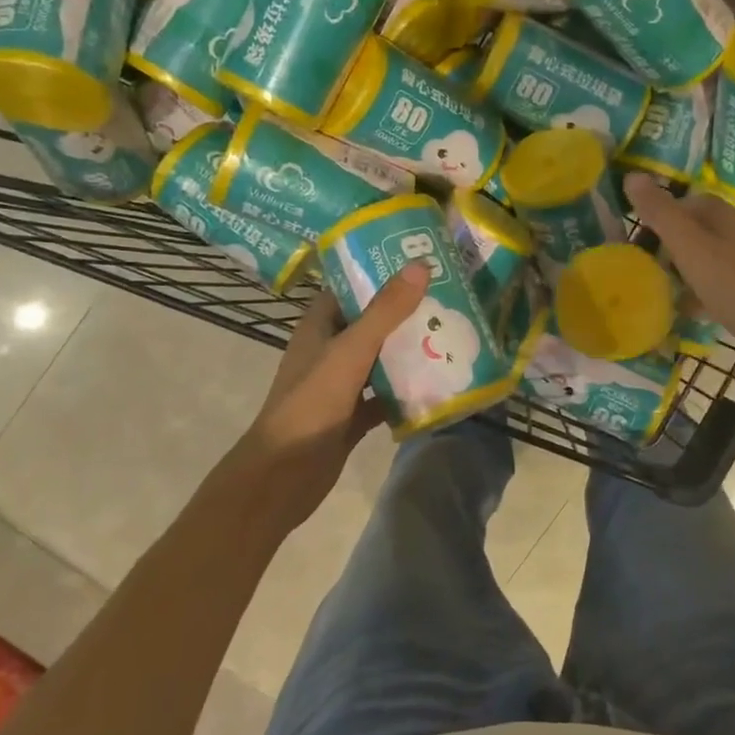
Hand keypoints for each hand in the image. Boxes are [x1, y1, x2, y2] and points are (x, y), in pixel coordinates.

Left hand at [232, 265, 430, 527]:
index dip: (377, 272)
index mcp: (319, 327)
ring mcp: (340, 386)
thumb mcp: (350, 351)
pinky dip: (406, 392)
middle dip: (403, 311)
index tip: (417, 260)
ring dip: (408, 350)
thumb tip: (420, 265)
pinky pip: (384, 397)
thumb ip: (385, 311)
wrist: (285, 475)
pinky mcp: (352, 416)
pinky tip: (439, 384)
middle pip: (369, 323)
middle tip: (447, 296)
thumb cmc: (311, 404)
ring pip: (379, 360)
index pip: (348, 287)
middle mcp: (328, 351)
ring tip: (450, 332)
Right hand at [625, 173, 734, 381]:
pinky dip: (699, 291)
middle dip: (668, 243)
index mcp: (725, 215)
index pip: (685, 201)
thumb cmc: (734, 284)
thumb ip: (660, 213)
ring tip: (659, 286)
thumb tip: (631, 176)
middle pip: (695, 229)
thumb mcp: (689, 246)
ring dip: (682, 268)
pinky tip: (687, 308)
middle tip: (643, 263)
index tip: (637, 235)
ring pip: (705, 256)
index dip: (659, 213)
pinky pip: (717, 283)